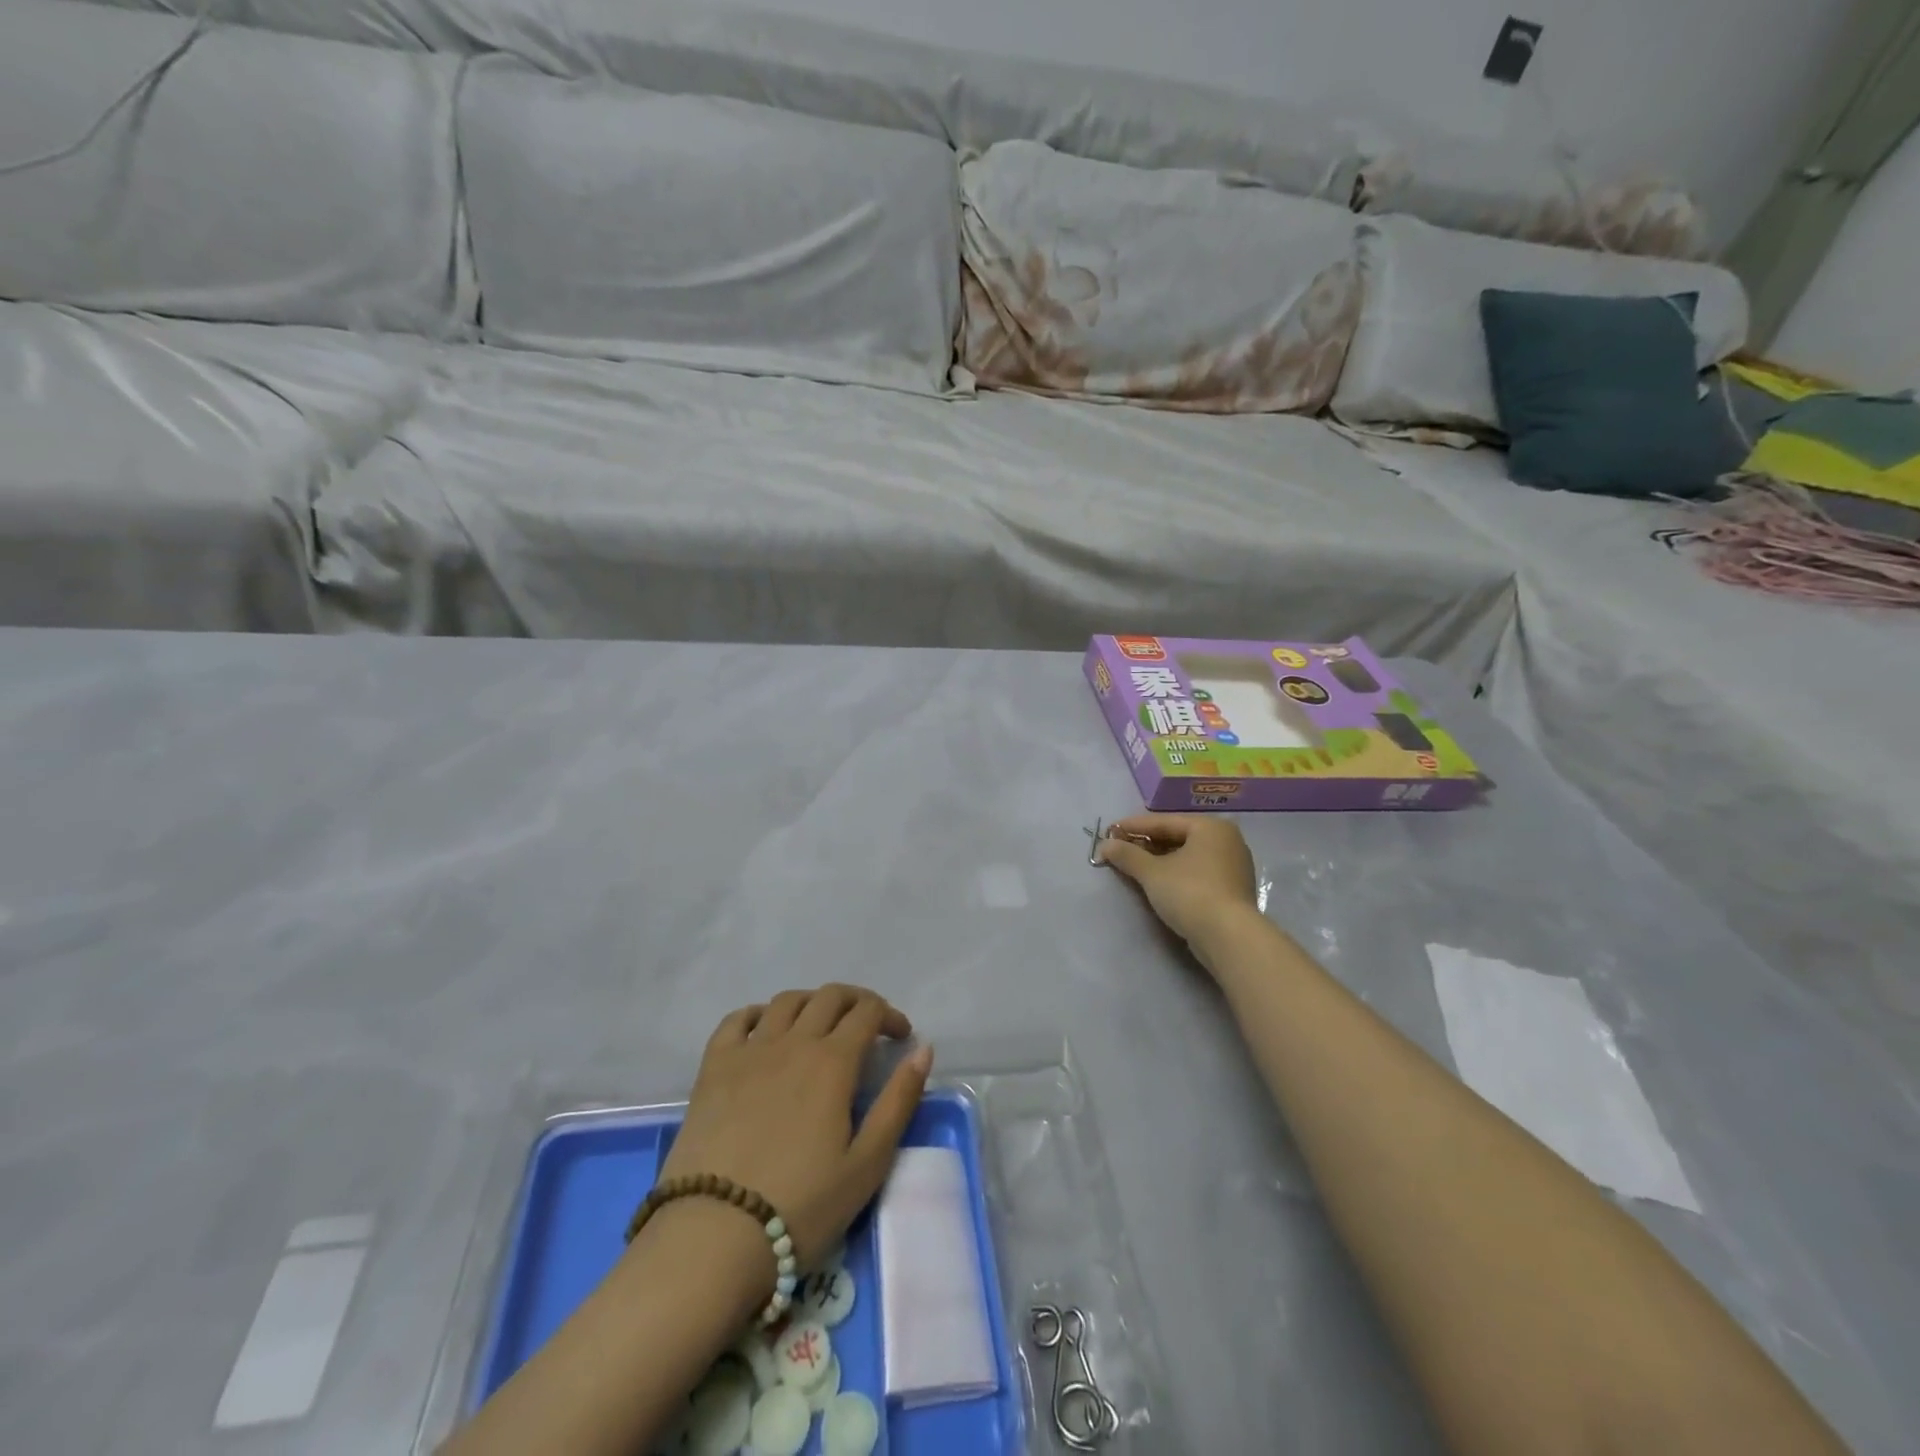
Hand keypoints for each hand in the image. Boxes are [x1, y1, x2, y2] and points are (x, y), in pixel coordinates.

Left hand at [657, 985, 931, 1270]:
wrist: (713, 1237)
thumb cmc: (801, 1207)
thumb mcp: (867, 1164)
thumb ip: (898, 1102)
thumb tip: (923, 1050)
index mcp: (833, 1061)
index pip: (868, 1012)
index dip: (889, 1016)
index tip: (900, 1037)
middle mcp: (793, 1041)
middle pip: (830, 997)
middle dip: (856, 1002)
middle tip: (867, 1026)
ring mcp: (749, 1051)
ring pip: (786, 1001)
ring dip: (812, 1003)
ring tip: (820, 1025)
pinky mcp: (713, 1067)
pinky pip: (736, 1020)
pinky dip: (757, 1013)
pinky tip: (764, 1030)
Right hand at [1095, 814, 1261, 958]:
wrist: (1229, 938)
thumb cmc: (1190, 893)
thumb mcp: (1152, 873)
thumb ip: (1127, 855)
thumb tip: (1105, 845)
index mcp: (1210, 827)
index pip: (1164, 822)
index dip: (1133, 826)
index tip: (1109, 831)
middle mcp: (1227, 840)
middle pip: (1177, 837)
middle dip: (1146, 844)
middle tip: (1119, 849)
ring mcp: (1233, 866)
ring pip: (1187, 856)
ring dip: (1159, 860)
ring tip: (1133, 866)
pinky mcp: (1232, 890)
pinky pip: (1197, 872)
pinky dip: (1176, 874)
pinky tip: (1157, 882)